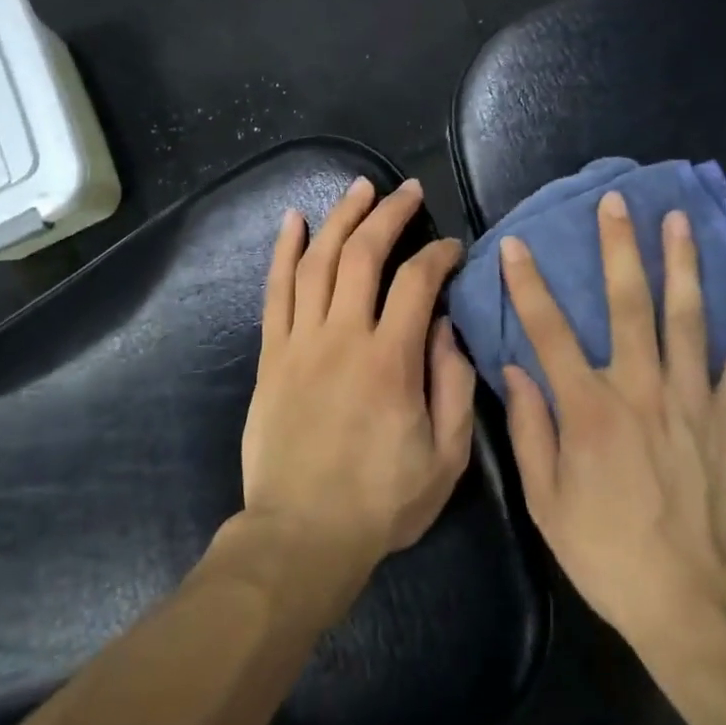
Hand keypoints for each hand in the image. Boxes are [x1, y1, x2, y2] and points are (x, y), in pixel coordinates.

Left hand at [241, 177, 476, 592]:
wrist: (301, 536)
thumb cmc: (381, 501)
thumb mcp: (445, 457)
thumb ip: (454, 385)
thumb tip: (447, 325)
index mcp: (390, 360)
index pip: (418, 282)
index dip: (438, 255)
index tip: (452, 248)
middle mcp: (343, 336)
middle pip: (363, 254)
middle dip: (389, 214)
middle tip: (407, 190)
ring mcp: (301, 341)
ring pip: (318, 260)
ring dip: (340, 217)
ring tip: (360, 187)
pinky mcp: (271, 354)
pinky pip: (276, 291)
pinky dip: (284, 251)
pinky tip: (292, 220)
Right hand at [499, 192, 725, 654]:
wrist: (700, 606)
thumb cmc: (611, 554)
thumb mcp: (547, 503)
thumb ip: (529, 431)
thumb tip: (513, 370)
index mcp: (588, 408)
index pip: (548, 330)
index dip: (527, 283)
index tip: (515, 243)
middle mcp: (640, 387)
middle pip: (627, 303)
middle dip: (618, 247)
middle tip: (616, 202)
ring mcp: (694, 399)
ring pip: (687, 317)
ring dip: (681, 263)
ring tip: (677, 219)